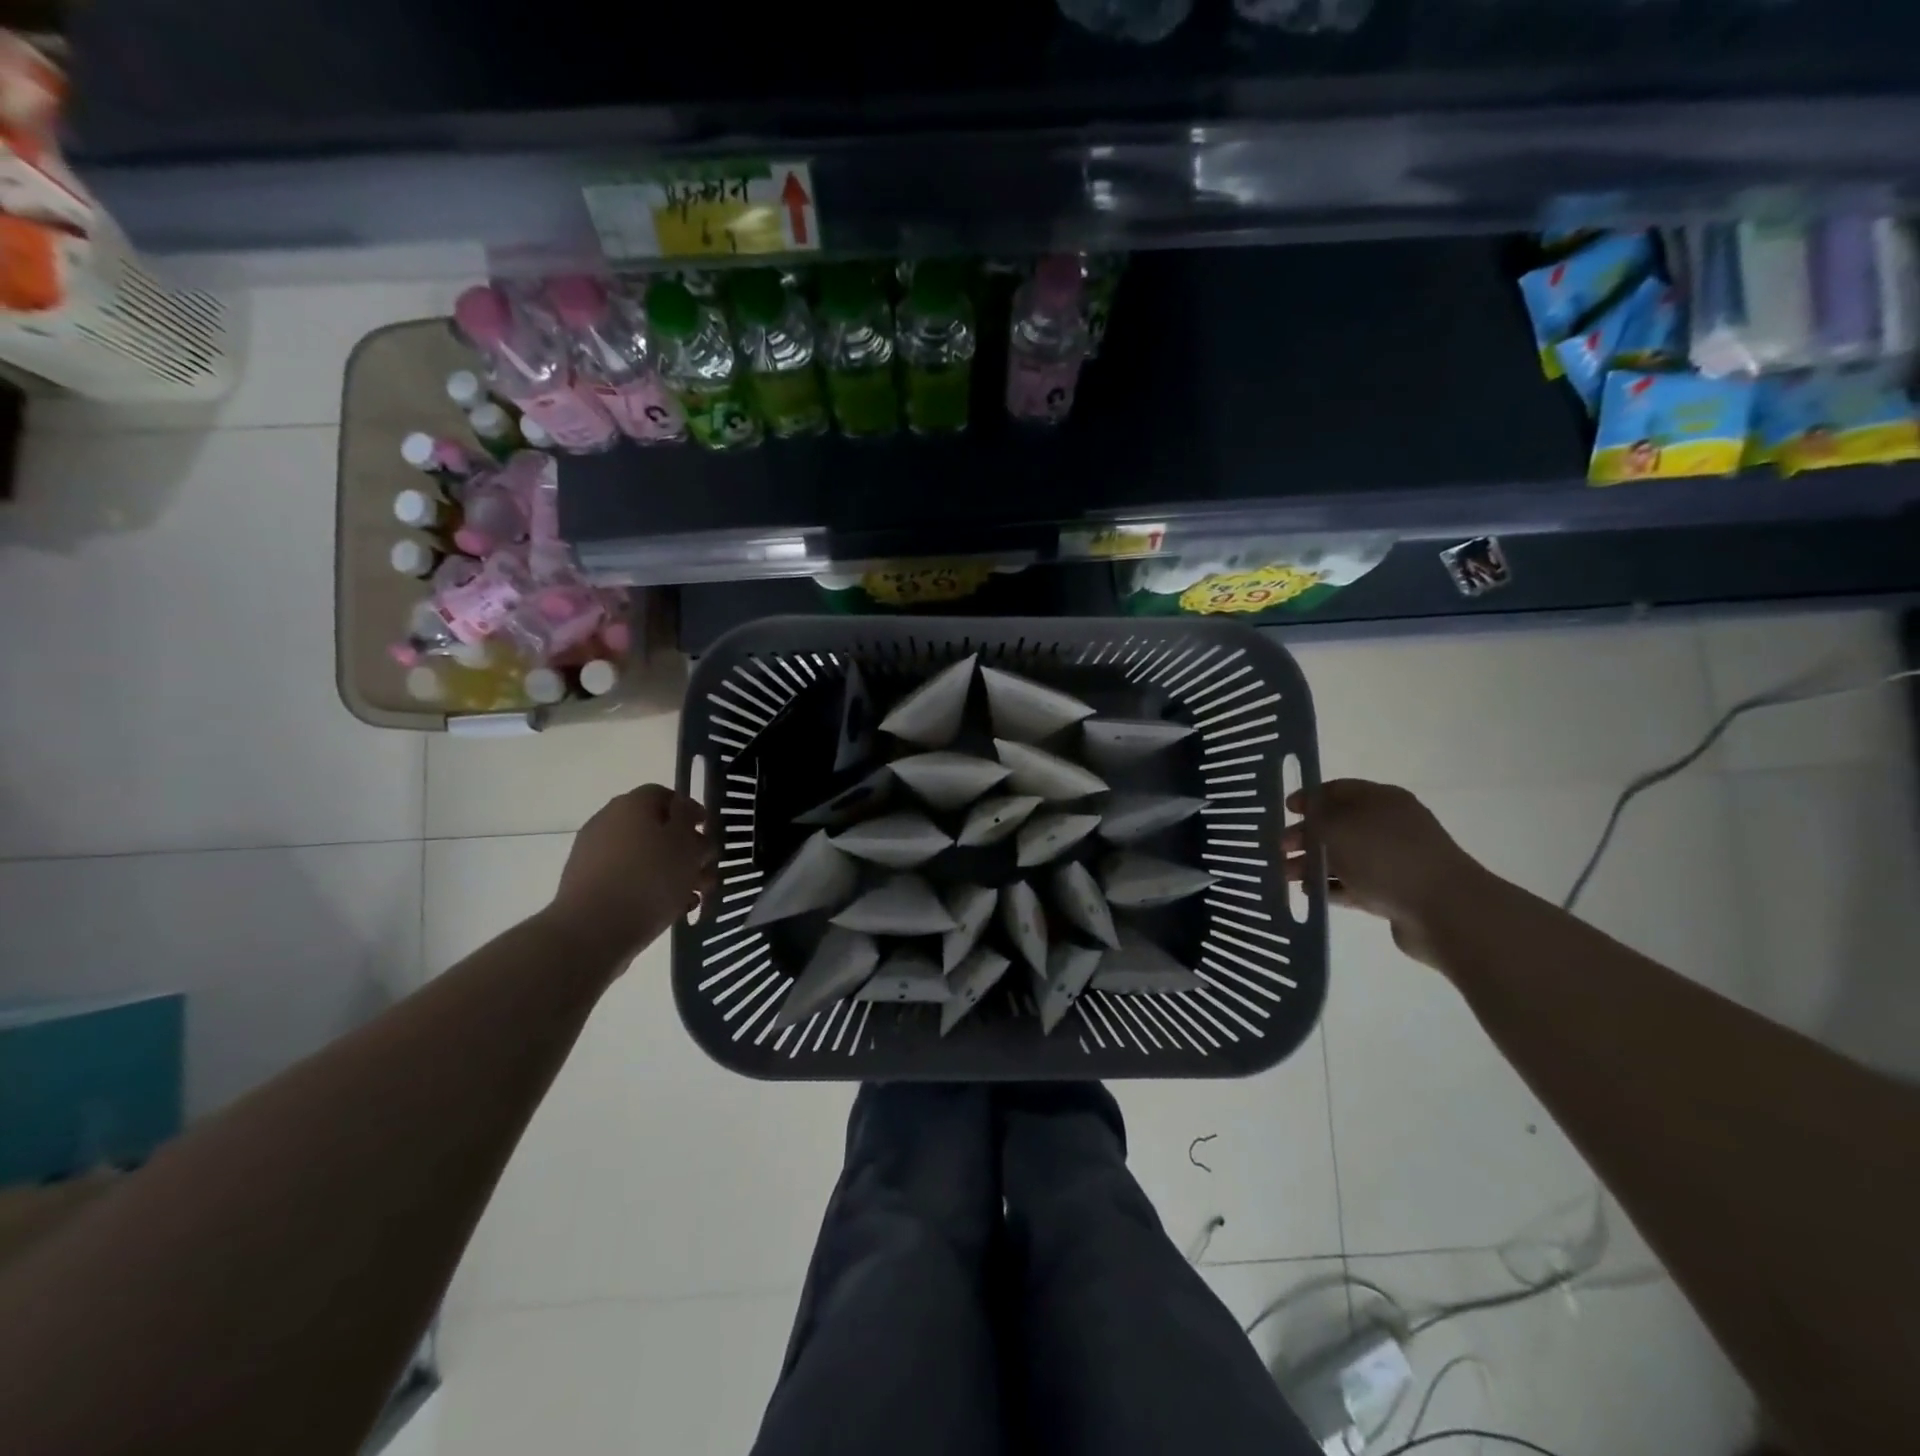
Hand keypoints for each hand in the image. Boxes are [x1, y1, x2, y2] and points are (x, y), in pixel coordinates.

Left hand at [546, 785, 716, 967]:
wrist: (591, 931)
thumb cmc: (649, 879)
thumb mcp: (686, 844)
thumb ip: (690, 820)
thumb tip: (684, 811)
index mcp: (632, 804)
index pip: (666, 795)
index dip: (692, 812)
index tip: (708, 835)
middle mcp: (608, 821)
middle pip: (656, 828)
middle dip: (686, 849)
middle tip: (706, 872)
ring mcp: (593, 854)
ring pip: (644, 856)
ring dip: (672, 872)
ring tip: (693, 896)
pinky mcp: (587, 884)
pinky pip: (627, 878)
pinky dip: (649, 888)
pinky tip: (669, 909)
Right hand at [1283, 779, 1490, 969]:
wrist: (1445, 910)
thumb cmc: (1386, 857)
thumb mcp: (1338, 828)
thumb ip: (1315, 820)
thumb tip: (1307, 821)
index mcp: (1381, 799)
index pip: (1337, 790)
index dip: (1308, 798)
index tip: (1285, 811)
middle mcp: (1389, 825)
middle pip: (1338, 825)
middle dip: (1306, 836)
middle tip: (1280, 849)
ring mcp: (1394, 859)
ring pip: (1344, 856)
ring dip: (1314, 864)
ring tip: (1286, 877)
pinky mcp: (1395, 891)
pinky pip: (1355, 884)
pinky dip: (1332, 887)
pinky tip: (1311, 893)